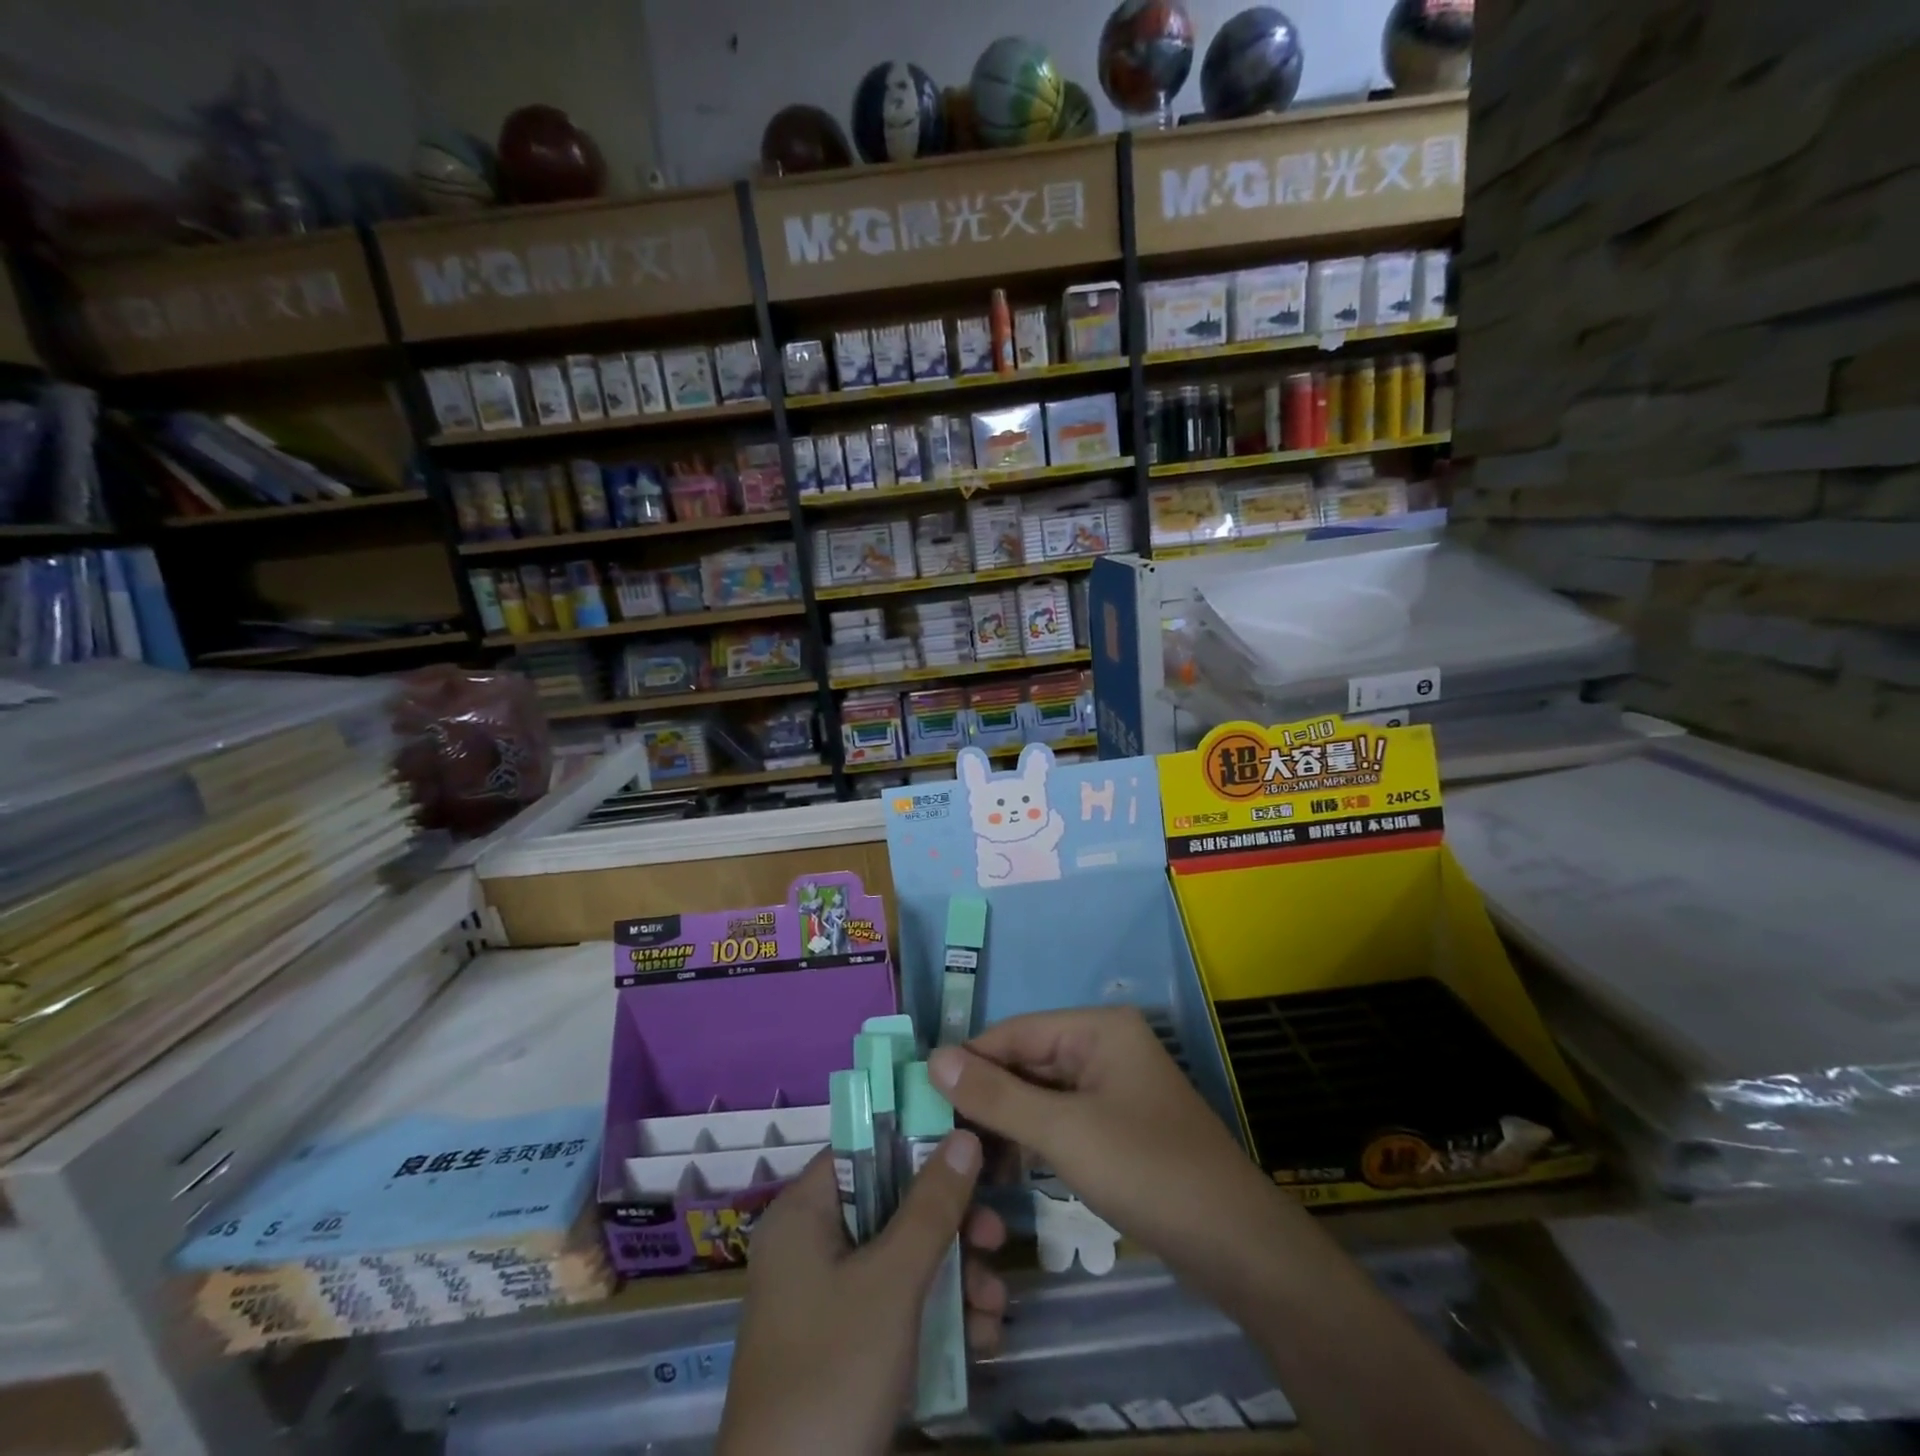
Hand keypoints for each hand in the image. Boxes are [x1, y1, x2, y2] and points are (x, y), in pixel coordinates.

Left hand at [716, 1134, 1007, 1455]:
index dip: (918, 1141)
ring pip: (902, 1258)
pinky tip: (980, 1340)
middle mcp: (812, 1245)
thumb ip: (931, 1205)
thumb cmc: (834, 1371)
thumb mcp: (892, 1282)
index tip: (971, 1147)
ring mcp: (828, 1299)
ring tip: (995, 1306)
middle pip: (892, 1205)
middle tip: (996, 1238)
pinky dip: (938, 1316)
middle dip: (951, 1225)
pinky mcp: (845, 1345)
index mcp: (804, 1214)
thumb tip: (965, 1134)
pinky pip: (897, 1305)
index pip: (864, 1148)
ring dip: (956, 1277)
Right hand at [928, 1007, 1285, 1310]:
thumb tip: (933, 1059)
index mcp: (1098, 1028)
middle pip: (1027, 1061)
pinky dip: (1032, 1140)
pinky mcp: (1118, 1125)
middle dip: (985, 1097)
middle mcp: (1105, 1046)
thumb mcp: (1063, 1132)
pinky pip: (1061, 1119)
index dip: (968, 1062)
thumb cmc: (1146, 1171)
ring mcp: (1113, 1087)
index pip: (1014, 1032)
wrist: (1237, 1247)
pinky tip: (1003, 1171)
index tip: (922, 1097)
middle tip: (937, 1138)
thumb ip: (995, 1095)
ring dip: (1005, 1123)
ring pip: (1041, 1094)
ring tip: (963, 1160)